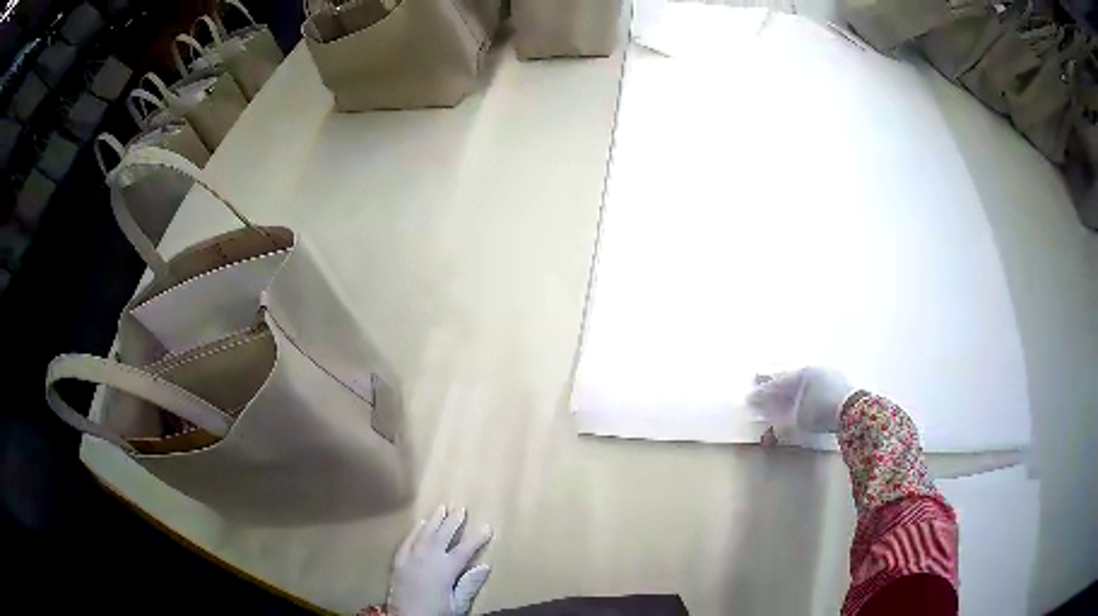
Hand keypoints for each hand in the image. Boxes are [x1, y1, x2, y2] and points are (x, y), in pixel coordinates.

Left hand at [388, 506, 493, 615]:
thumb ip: (470, 584)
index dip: (477, 538)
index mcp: (445, 570)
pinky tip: (420, 524)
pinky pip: (408, 540)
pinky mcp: (399, 561)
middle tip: (461, 509)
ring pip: (424, 533)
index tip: (487, 526)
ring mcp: (411, 558)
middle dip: (453, 522)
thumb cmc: (436, 613)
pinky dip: (415, 531)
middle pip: (443, 535)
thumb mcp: (458, 604)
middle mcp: (428, 559)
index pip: (465, 549)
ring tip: (442, 508)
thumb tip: (485, 566)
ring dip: (434, 520)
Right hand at [747, 367, 853, 443]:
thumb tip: (769, 428)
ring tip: (782, 398)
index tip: (749, 399)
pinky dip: (806, 393)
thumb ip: (781, 423)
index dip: (762, 394)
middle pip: (789, 379)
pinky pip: (816, 385)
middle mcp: (813, 369)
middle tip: (761, 393)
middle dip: (774, 389)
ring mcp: (828, 374)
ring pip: (804, 382)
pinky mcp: (839, 383)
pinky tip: (805, 399)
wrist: (854, 409)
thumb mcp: (798, 420)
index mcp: (800, 374)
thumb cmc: (822, 411)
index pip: (776, 385)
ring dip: (791, 390)